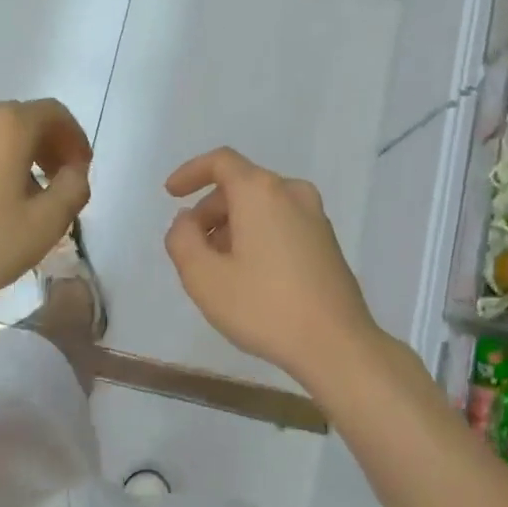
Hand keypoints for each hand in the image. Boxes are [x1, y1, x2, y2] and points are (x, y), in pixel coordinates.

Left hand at [0, 100, 91, 311]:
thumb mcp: (45, 225)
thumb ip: (74, 190)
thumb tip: (74, 172)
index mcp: (6, 125)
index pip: (54, 113)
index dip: (75, 139)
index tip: (80, 170)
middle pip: (20, 119)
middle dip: (46, 147)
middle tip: (56, 183)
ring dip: (13, 156)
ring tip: (19, 197)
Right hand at [164, 148, 380, 390]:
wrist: (336, 344)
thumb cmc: (264, 307)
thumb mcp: (204, 277)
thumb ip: (182, 240)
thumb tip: (187, 221)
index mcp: (261, 192)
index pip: (220, 162)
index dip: (190, 172)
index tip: (171, 194)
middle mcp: (292, 193)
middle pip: (240, 185)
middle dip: (209, 210)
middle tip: (192, 247)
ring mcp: (315, 216)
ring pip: (262, 206)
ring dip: (233, 225)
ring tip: (217, 266)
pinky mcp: (327, 241)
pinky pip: (281, 222)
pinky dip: (257, 234)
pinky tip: (249, 275)